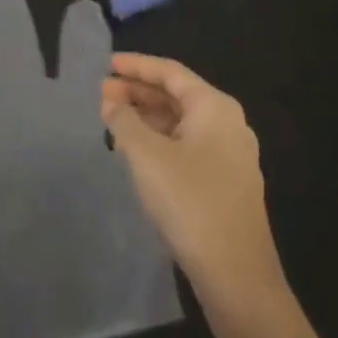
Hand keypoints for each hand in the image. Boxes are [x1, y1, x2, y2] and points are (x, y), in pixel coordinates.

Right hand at [100, 53, 283, 296]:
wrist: (236, 273)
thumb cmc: (189, 201)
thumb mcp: (146, 155)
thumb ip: (123, 121)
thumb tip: (111, 101)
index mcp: (214, 107)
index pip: (170, 72)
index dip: (136, 65)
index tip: (106, 64)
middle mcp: (228, 124)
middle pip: (177, 95)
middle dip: (138, 92)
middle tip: (102, 94)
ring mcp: (230, 155)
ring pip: (181, 123)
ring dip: (147, 117)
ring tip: (112, 119)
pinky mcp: (225, 182)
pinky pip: (187, 145)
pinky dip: (160, 140)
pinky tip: (136, 151)